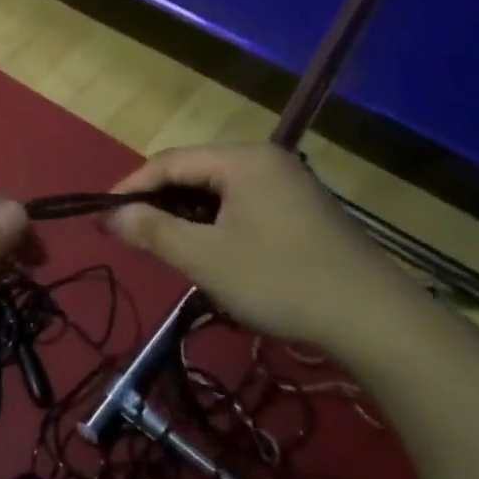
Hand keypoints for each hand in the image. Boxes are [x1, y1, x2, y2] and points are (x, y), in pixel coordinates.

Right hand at [105, 145, 409, 350]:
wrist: (375, 319)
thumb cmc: (280, 280)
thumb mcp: (205, 258)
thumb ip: (152, 231)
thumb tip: (111, 215)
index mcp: (241, 159)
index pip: (168, 161)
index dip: (130, 187)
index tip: (103, 215)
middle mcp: (265, 159)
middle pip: (194, 171)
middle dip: (159, 201)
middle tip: (132, 233)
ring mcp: (288, 182)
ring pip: (218, 190)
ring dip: (187, 214)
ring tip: (165, 245)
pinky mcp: (302, 209)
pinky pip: (243, 203)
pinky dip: (216, 222)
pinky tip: (210, 250)